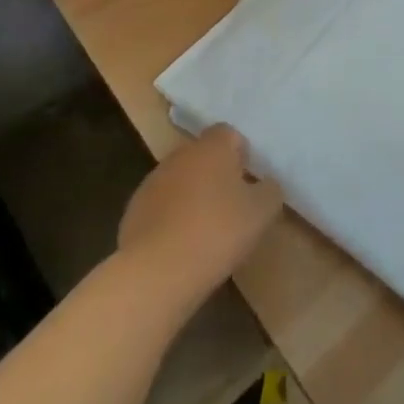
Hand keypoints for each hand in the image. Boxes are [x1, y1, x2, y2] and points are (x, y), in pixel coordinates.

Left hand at [118, 126, 284, 307]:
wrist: (157, 271)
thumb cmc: (217, 232)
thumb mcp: (262, 212)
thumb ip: (269, 190)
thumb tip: (266, 184)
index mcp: (212, 147)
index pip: (228, 133)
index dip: (240, 153)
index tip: (248, 180)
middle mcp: (180, 155)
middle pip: (203, 155)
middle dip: (216, 174)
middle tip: (231, 205)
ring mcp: (153, 181)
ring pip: (180, 180)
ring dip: (193, 195)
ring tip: (205, 229)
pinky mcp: (134, 210)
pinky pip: (161, 205)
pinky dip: (172, 217)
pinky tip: (181, 245)